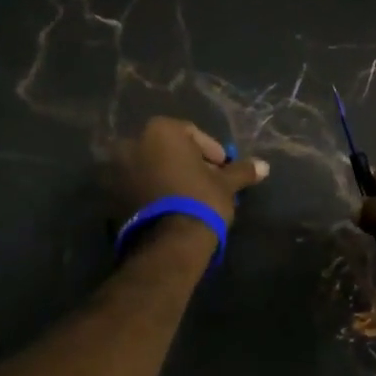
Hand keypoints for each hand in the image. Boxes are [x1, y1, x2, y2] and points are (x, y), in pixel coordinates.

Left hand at [110, 117, 268, 228]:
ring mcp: (117, 170)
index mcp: (160, 131)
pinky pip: (138, 186)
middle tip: (207, 182)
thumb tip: (265, 166)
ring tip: (189, 198)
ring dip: (169, 177)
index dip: (211, 151)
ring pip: (151, 167)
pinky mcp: (110, 196)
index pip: (191, 134)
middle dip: (187, 163)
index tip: (223, 168)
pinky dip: (153, 192)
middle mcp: (132, 143)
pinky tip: (171, 208)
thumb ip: (242, 171)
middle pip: (167, 149)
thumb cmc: (200, 200)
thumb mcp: (226, 184)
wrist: (169, 243)